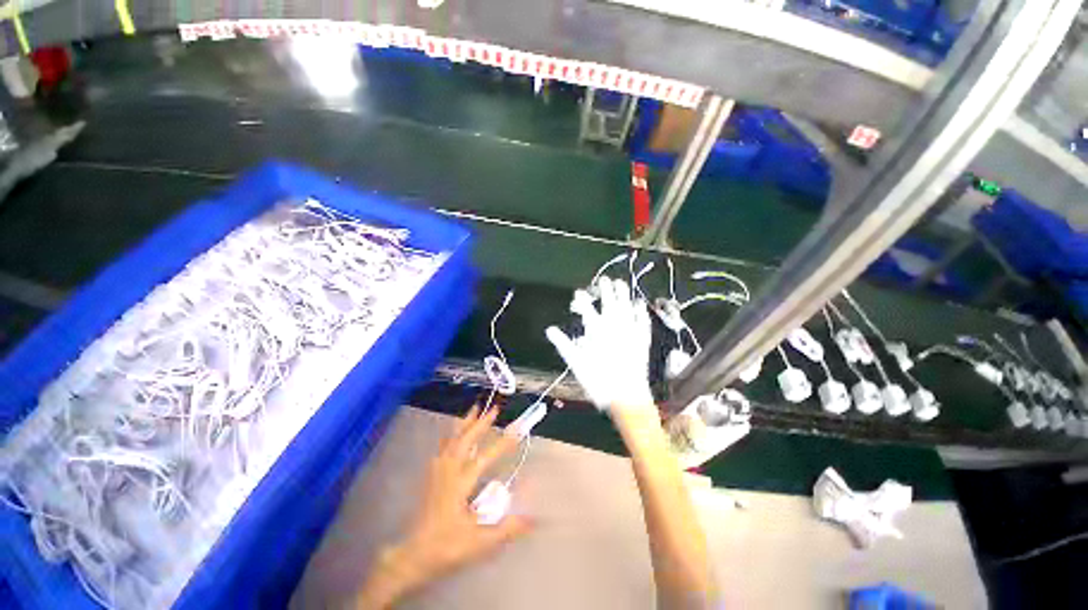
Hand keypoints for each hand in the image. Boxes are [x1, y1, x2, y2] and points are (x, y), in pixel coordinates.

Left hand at [353, 405, 532, 608]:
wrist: (414, 556)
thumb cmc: (447, 547)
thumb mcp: (479, 542)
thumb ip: (506, 529)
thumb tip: (533, 518)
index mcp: (460, 485)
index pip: (484, 458)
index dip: (502, 444)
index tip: (516, 430)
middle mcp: (448, 473)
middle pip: (465, 441)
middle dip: (480, 423)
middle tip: (494, 409)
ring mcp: (438, 473)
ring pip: (452, 440)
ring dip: (465, 423)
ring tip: (474, 409)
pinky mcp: (432, 477)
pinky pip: (444, 447)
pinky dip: (452, 435)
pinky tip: (455, 433)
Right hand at [546, 276, 654, 411]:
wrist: (625, 396)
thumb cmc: (597, 380)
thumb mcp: (575, 363)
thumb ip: (563, 344)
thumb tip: (550, 330)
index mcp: (596, 332)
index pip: (587, 310)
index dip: (582, 300)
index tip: (578, 292)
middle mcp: (613, 328)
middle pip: (609, 304)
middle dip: (605, 290)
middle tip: (604, 279)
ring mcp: (629, 333)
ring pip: (625, 308)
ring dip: (623, 295)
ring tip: (621, 283)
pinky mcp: (641, 340)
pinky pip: (642, 322)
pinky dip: (640, 312)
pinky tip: (639, 304)